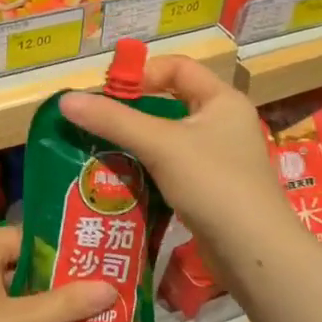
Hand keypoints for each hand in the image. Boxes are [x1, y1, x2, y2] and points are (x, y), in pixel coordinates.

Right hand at [60, 56, 288, 277]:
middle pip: (171, 102)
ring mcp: (221, 158)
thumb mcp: (159, 145)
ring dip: (138, 142)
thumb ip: (112, 120)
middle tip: (99, 122)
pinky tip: (125, 179)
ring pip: (170, 137)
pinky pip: (174, 166)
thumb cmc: (213, 184)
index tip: (109, 93)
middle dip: (133, 110)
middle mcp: (225, 123)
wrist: (255, 255)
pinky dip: (150, 168)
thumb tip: (65, 99)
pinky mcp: (214, 189)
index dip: (142, 73)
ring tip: (104, 149)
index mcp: (222, 100)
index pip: (177, 67)